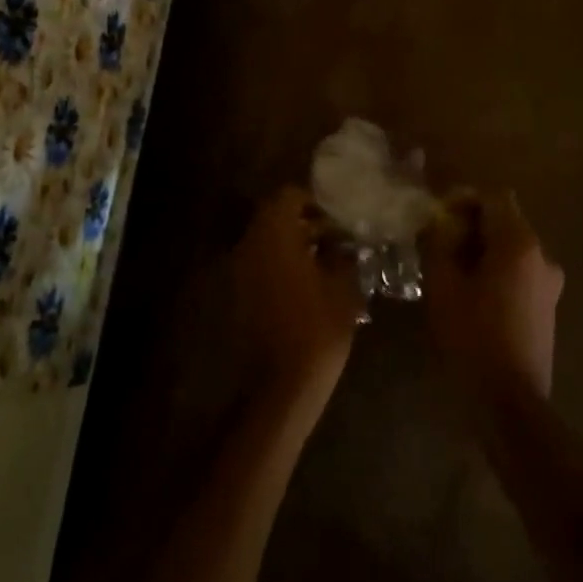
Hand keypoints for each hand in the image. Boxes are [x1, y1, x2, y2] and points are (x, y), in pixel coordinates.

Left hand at [235, 187, 364, 408]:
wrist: (281, 385)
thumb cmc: (318, 329)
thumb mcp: (344, 285)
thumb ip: (343, 253)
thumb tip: (345, 241)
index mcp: (274, 234)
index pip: (289, 196)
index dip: (316, 202)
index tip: (339, 217)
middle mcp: (250, 244)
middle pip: (275, 216)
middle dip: (306, 222)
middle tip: (337, 238)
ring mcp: (239, 270)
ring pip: (267, 240)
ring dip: (294, 244)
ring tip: (327, 261)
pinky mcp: (237, 294)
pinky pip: (260, 264)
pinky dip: (281, 264)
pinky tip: (309, 284)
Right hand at [423, 190, 562, 403]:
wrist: (510, 402)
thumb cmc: (472, 338)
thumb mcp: (442, 286)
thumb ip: (438, 243)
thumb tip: (437, 222)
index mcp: (519, 243)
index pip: (494, 197)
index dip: (464, 200)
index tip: (438, 217)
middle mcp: (542, 255)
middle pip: (505, 221)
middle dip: (471, 226)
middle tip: (438, 244)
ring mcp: (550, 283)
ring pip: (512, 249)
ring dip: (483, 250)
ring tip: (451, 271)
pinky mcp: (549, 307)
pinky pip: (520, 273)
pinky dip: (497, 272)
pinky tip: (473, 296)